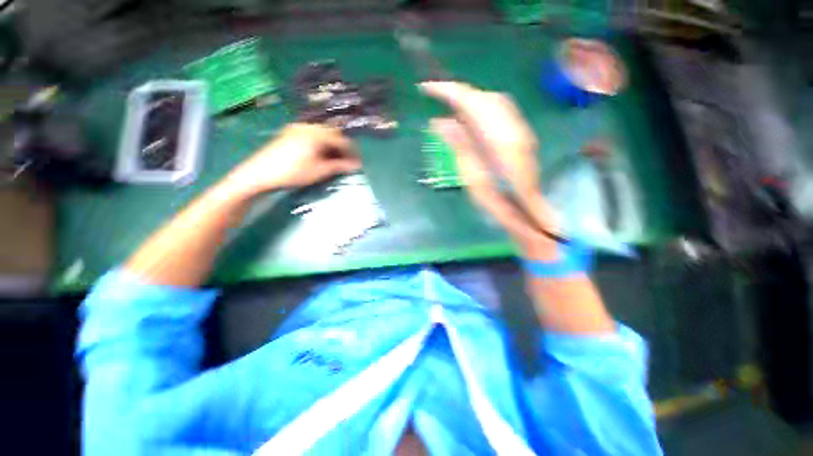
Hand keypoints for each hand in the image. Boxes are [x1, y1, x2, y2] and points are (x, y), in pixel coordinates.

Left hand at [225, 123, 360, 195]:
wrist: (260, 173)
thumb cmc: (293, 172)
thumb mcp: (320, 171)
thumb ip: (340, 166)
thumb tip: (357, 166)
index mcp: (317, 133)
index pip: (341, 140)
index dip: (352, 152)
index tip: (358, 163)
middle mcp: (309, 126)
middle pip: (332, 134)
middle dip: (342, 147)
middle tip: (347, 161)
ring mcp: (297, 128)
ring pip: (322, 134)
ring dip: (331, 145)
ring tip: (335, 160)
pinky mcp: (290, 133)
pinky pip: (312, 135)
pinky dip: (320, 144)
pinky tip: (320, 155)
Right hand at [421, 81, 558, 258]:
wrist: (527, 210)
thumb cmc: (497, 200)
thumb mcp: (472, 177)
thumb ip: (459, 145)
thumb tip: (439, 122)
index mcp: (498, 138)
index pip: (472, 102)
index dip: (448, 92)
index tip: (427, 89)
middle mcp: (512, 127)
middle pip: (484, 97)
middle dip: (459, 94)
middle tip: (438, 100)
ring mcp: (519, 129)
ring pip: (493, 101)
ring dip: (471, 101)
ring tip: (451, 110)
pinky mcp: (520, 134)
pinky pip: (499, 111)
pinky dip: (481, 110)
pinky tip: (471, 121)